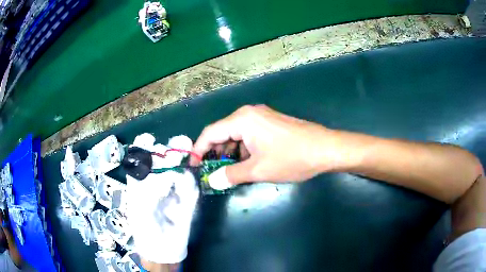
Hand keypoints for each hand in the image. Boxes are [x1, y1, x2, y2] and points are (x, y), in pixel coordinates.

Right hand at [191, 105, 342, 185]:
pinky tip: (246, 165)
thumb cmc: (291, 158)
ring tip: (229, 172)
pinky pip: (249, 136)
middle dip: (215, 153)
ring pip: (236, 135)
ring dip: (230, 153)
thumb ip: (231, 175)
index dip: (198, 150)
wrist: (326, 149)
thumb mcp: (257, 170)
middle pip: (222, 133)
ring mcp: (262, 117)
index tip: (194, 167)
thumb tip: (212, 182)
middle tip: (211, 173)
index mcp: (242, 119)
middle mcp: (249, 114)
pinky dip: (243, 150)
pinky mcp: (271, 124)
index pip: (210, 133)